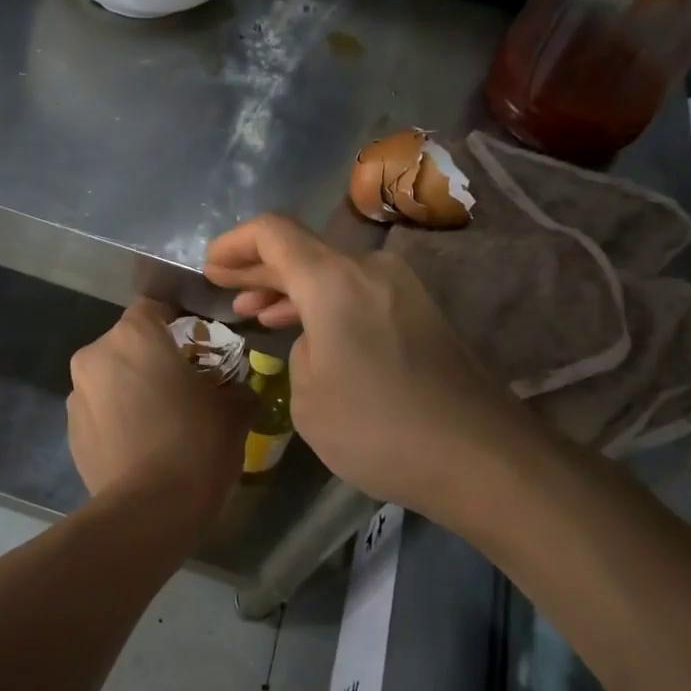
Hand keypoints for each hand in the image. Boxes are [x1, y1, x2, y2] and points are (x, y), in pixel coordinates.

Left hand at [67, 299, 249, 518]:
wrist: (149, 511)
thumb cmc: (196, 444)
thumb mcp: (234, 410)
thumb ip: (236, 386)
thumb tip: (238, 389)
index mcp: (134, 335)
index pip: (154, 307)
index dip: (178, 320)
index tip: (199, 342)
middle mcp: (96, 355)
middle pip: (128, 343)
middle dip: (153, 357)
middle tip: (184, 384)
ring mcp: (77, 396)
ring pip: (111, 377)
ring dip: (132, 388)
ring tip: (161, 420)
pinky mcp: (71, 432)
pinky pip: (100, 411)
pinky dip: (118, 418)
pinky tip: (142, 445)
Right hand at [204, 214, 526, 520]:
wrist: (481, 457)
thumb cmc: (379, 428)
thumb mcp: (308, 398)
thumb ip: (300, 352)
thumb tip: (319, 342)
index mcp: (333, 279)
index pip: (273, 232)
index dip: (234, 243)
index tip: (209, 267)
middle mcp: (370, 270)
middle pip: (303, 250)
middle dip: (258, 266)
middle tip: (224, 285)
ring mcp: (403, 290)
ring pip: (332, 274)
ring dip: (292, 289)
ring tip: (256, 312)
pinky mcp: (422, 316)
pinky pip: (358, 295)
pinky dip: (324, 305)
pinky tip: (307, 332)